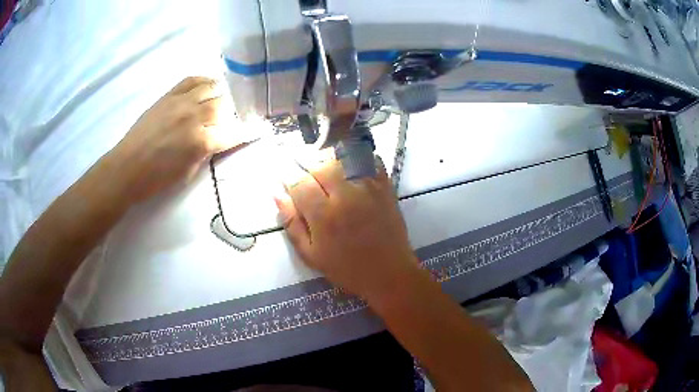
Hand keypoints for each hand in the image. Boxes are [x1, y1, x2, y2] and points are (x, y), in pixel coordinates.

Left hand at [106, 76, 251, 202]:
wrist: (127, 167)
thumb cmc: (157, 178)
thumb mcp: (188, 173)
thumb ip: (207, 152)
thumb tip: (219, 139)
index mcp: (201, 142)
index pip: (234, 132)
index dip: (249, 131)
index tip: (260, 129)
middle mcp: (194, 116)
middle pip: (225, 104)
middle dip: (235, 110)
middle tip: (237, 115)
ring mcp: (181, 102)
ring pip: (212, 87)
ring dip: (221, 94)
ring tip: (224, 98)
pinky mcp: (168, 95)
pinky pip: (192, 80)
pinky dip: (204, 81)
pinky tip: (208, 86)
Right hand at [275, 158, 419, 299]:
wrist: (389, 273)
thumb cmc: (347, 269)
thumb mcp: (311, 255)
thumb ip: (292, 224)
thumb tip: (277, 195)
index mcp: (324, 215)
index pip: (299, 183)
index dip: (289, 180)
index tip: (287, 183)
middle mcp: (345, 195)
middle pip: (320, 165)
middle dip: (309, 171)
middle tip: (310, 184)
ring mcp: (368, 187)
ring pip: (342, 158)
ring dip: (330, 163)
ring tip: (329, 177)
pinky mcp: (385, 186)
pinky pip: (369, 160)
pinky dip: (357, 159)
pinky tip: (351, 171)